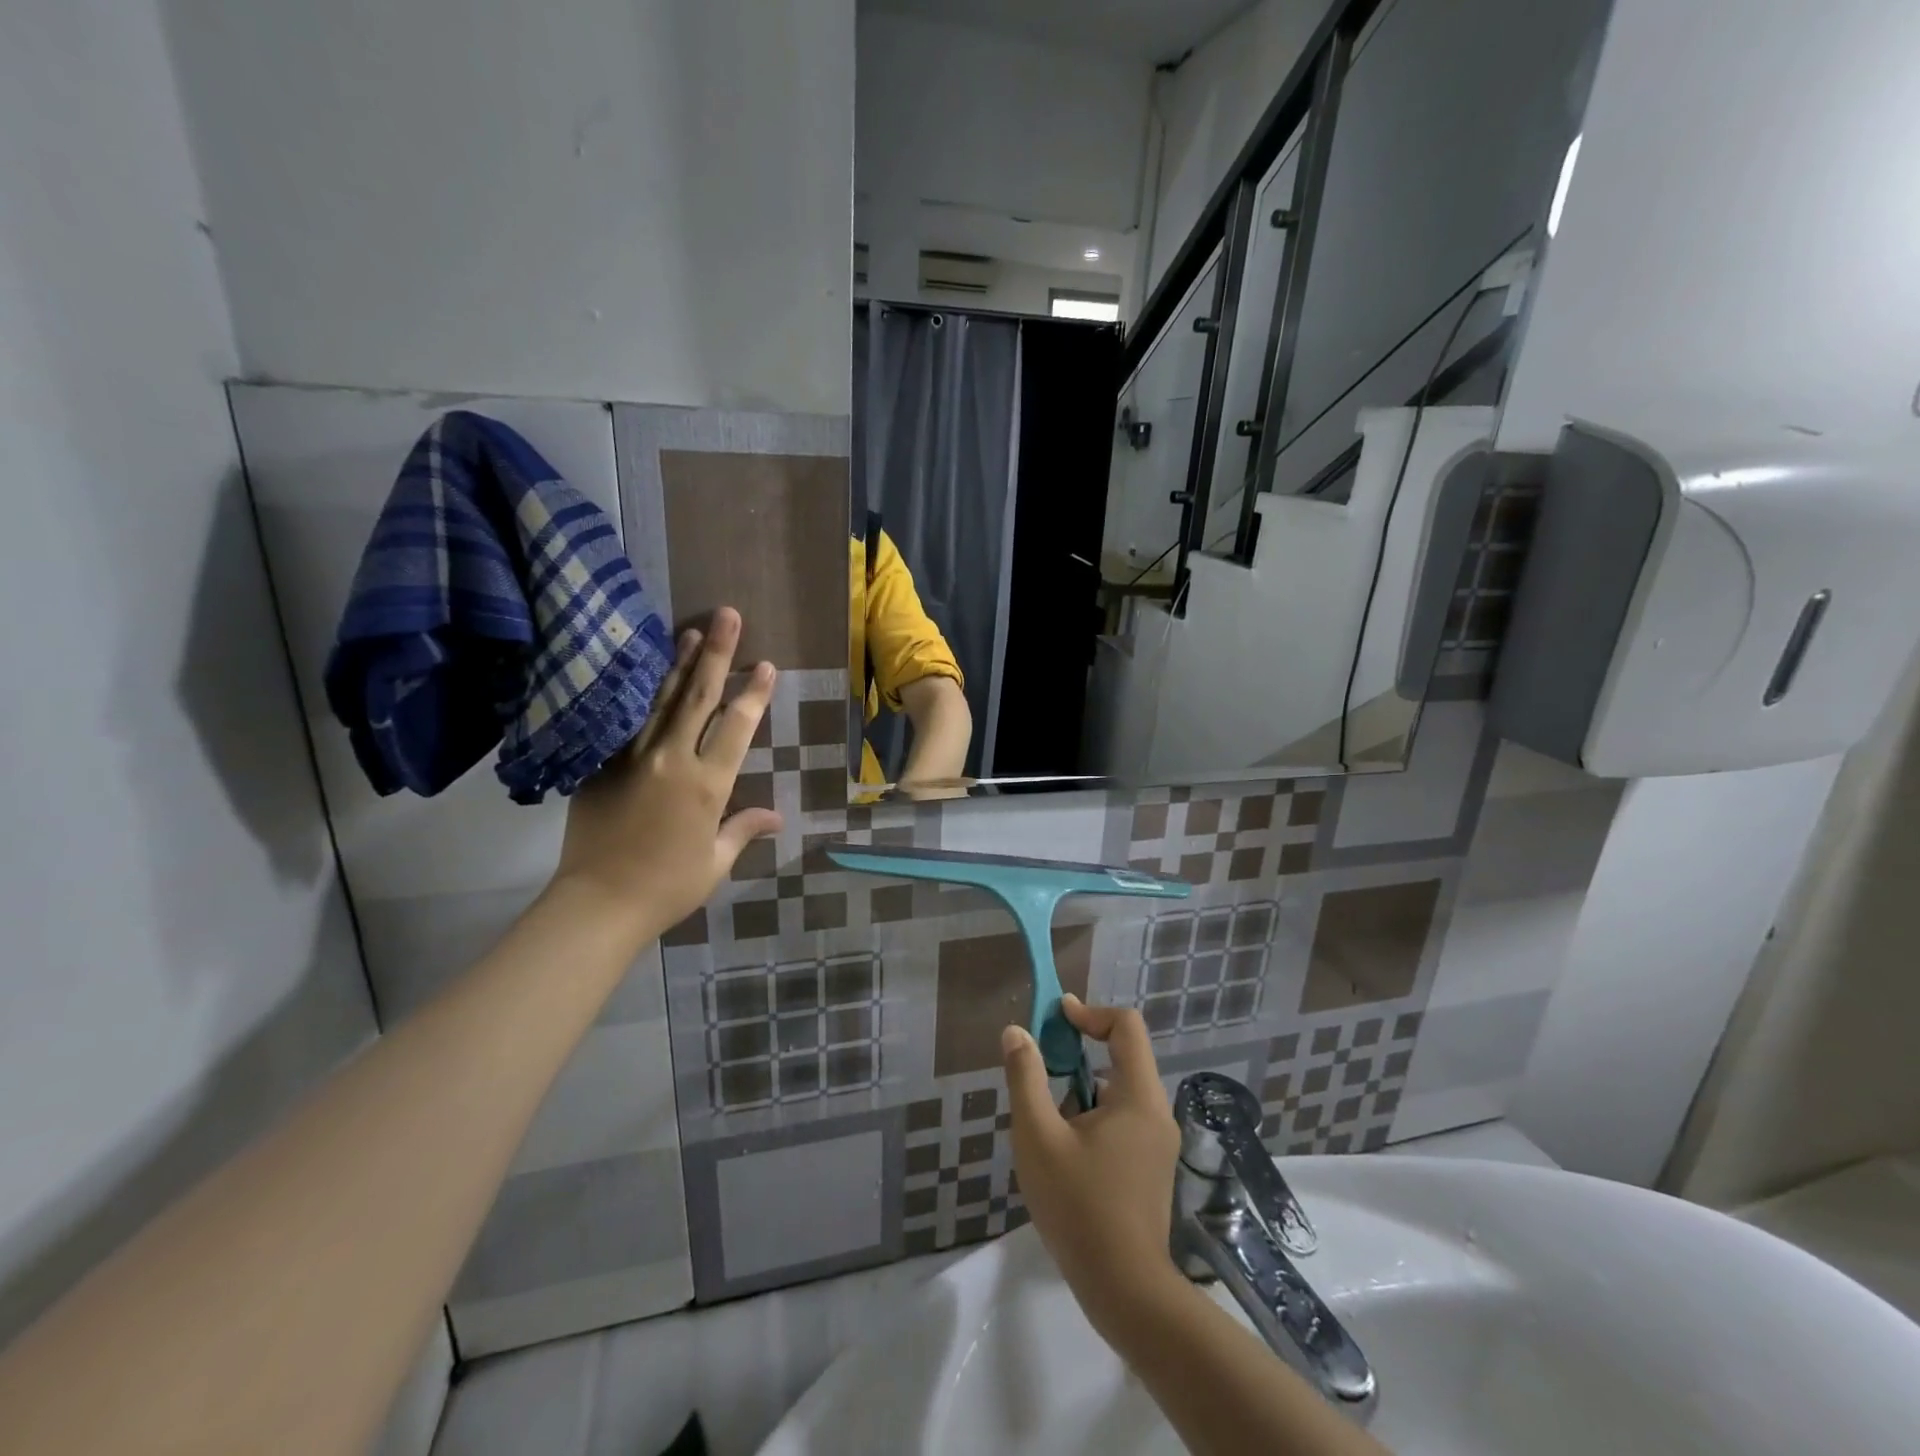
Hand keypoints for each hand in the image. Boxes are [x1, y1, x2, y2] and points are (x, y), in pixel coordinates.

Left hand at [550, 607, 781, 941]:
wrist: (597, 903)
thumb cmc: (667, 887)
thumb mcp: (715, 862)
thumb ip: (743, 830)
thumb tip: (777, 817)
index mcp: (707, 785)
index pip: (737, 727)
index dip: (754, 693)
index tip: (766, 664)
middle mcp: (672, 761)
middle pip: (698, 697)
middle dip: (717, 654)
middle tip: (727, 615)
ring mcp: (632, 759)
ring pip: (660, 701)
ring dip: (677, 663)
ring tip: (689, 630)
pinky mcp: (601, 766)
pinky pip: (625, 722)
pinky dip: (638, 695)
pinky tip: (642, 674)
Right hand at [1002, 996, 1183, 1333]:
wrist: (1126, 1291)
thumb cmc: (1079, 1207)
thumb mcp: (1039, 1137)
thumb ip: (1025, 1078)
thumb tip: (1016, 1032)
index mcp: (1139, 1096)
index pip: (1126, 1026)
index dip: (1089, 1012)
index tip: (1055, 1019)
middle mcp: (1156, 1111)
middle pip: (1123, 1055)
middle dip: (1079, 1051)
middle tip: (1040, 1066)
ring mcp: (1158, 1142)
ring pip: (1120, 1090)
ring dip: (1082, 1086)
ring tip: (1046, 1117)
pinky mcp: (1152, 1167)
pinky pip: (1123, 1118)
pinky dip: (1093, 1113)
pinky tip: (1065, 1149)